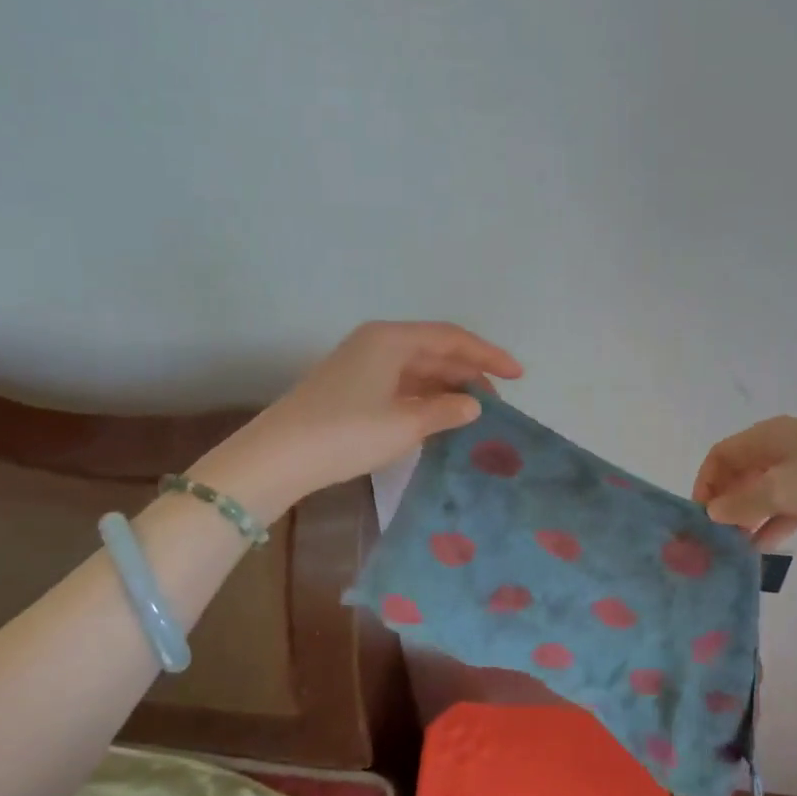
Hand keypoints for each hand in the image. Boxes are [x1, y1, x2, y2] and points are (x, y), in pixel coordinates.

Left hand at [219, 322, 521, 511]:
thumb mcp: (405, 424)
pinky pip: (400, 384)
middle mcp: (377, 343)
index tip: (518, 374)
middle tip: (499, 401)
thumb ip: (445, 410)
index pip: (452, 338)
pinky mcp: (351, 387)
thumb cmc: (346, 433)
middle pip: (435, 350)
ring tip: (475, 412)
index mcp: (392, 339)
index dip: (489, 355)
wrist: (278, 457)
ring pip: (417, 368)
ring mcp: (361, 364)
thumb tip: (473, 404)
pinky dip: (424, 397)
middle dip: (469, 372)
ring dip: (447, 386)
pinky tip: (439, 416)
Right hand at [691, 415, 796, 547]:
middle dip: (724, 501)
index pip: (721, 454)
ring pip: (762, 491)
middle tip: (714, 535)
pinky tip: (760, 547)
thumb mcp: (782, 490)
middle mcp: (781, 448)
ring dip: (746, 516)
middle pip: (740, 472)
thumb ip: (742, 502)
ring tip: (733, 546)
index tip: (700, 515)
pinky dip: (771, 522)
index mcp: (768, 436)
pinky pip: (785, 505)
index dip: (706, 482)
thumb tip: (712, 511)